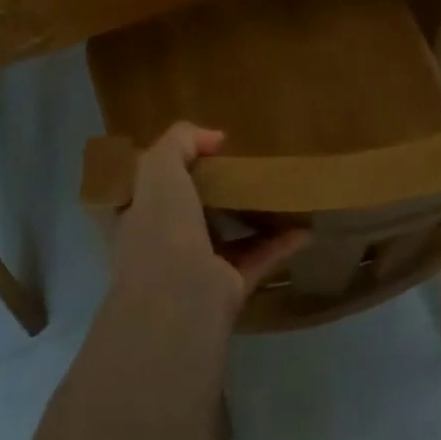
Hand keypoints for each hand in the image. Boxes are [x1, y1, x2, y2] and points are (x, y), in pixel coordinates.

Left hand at [112, 123, 308, 322]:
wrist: (179, 301)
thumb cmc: (161, 228)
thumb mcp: (159, 168)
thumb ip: (180, 141)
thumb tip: (214, 137)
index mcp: (137, 215)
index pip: (147, 187)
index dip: (167, 167)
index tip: (198, 151)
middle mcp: (162, 242)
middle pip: (188, 210)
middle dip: (212, 190)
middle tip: (241, 167)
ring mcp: (195, 268)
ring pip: (225, 235)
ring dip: (249, 216)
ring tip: (275, 193)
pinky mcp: (228, 288)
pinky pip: (257, 259)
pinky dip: (280, 244)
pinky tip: (303, 228)